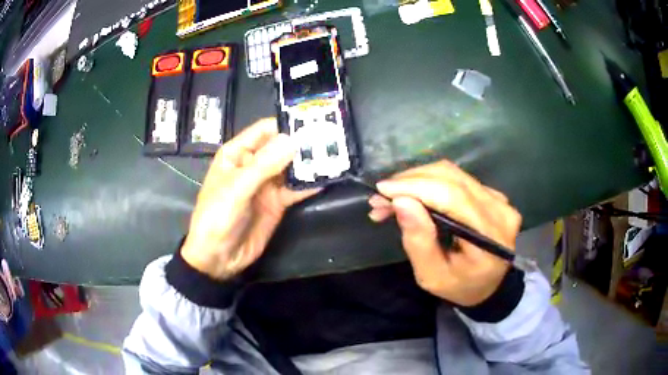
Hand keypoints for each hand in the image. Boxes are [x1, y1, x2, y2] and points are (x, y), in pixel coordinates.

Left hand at [181, 118, 318, 279]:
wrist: (218, 258)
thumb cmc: (217, 217)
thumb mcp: (236, 189)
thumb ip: (263, 165)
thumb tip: (293, 140)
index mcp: (238, 154)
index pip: (264, 131)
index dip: (286, 125)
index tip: (313, 122)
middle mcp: (254, 164)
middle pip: (281, 147)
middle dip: (303, 143)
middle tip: (331, 137)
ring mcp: (267, 184)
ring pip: (291, 168)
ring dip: (310, 163)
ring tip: (335, 155)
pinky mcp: (277, 202)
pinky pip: (296, 189)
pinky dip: (310, 184)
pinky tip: (328, 178)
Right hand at [368, 160, 521, 305]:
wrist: (489, 285)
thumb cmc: (459, 286)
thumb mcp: (432, 276)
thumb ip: (419, 242)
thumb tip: (401, 202)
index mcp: (490, 237)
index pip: (453, 197)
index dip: (416, 187)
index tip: (382, 190)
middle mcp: (500, 210)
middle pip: (452, 179)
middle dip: (410, 182)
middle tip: (380, 197)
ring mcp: (499, 200)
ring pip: (453, 174)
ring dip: (417, 180)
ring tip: (392, 197)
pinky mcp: (493, 195)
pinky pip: (458, 178)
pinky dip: (430, 183)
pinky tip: (413, 195)